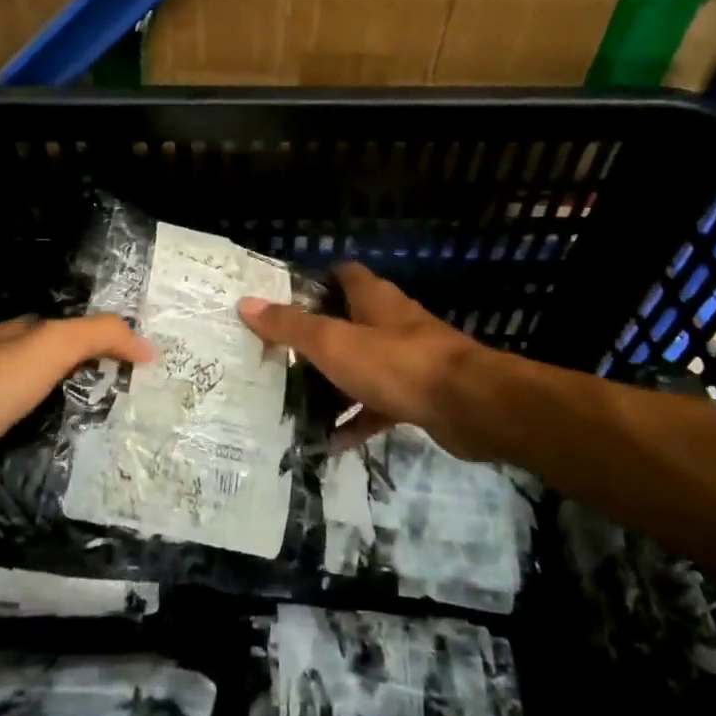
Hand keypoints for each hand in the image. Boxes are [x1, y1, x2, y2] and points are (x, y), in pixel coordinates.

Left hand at [0, 314, 152, 537]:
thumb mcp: (52, 344)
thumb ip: (100, 336)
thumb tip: (148, 347)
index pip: (52, 329)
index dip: (90, 337)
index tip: (130, 356)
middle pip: (46, 374)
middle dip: (83, 383)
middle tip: (133, 398)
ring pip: (38, 416)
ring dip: (70, 423)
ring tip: (119, 434)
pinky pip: (27, 454)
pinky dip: (51, 458)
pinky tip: (83, 468)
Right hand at [240, 264, 485, 458]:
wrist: (469, 406)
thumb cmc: (396, 363)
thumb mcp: (333, 343)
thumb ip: (290, 326)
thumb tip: (246, 303)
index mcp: (374, 299)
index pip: (344, 274)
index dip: (316, 281)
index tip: (284, 300)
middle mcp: (392, 322)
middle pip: (350, 320)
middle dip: (319, 337)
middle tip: (280, 355)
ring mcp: (408, 359)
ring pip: (363, 364)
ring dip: (335, 381)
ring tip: (296, 400)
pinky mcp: (419, 395)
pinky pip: (379, 404)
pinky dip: (357, 418)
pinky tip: (332, 441)